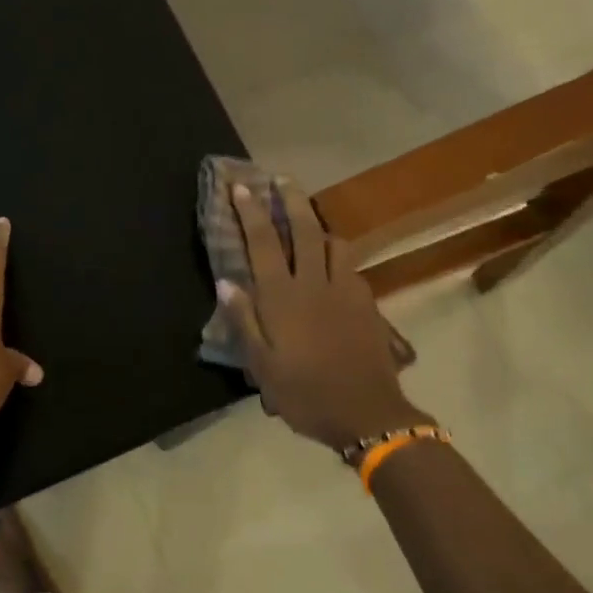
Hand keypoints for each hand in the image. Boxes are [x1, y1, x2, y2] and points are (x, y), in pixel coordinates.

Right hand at [218, 182, 424, 451]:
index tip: (242, 187)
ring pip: (334, 243)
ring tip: (308, 219)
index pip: (263, 242)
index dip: (251, 212)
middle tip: (281, 179)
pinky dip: (338, 255)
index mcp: (282, 298)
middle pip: (304, 229)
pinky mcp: (366, 303)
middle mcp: (314, 283)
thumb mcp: (262, 365)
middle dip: (291, 200)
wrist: (366, 413)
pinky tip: (334, 264)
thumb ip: (244, 320)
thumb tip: (226, 281)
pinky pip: (351, 266)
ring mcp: (345, 290)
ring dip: (319, 225)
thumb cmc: (304, 393)